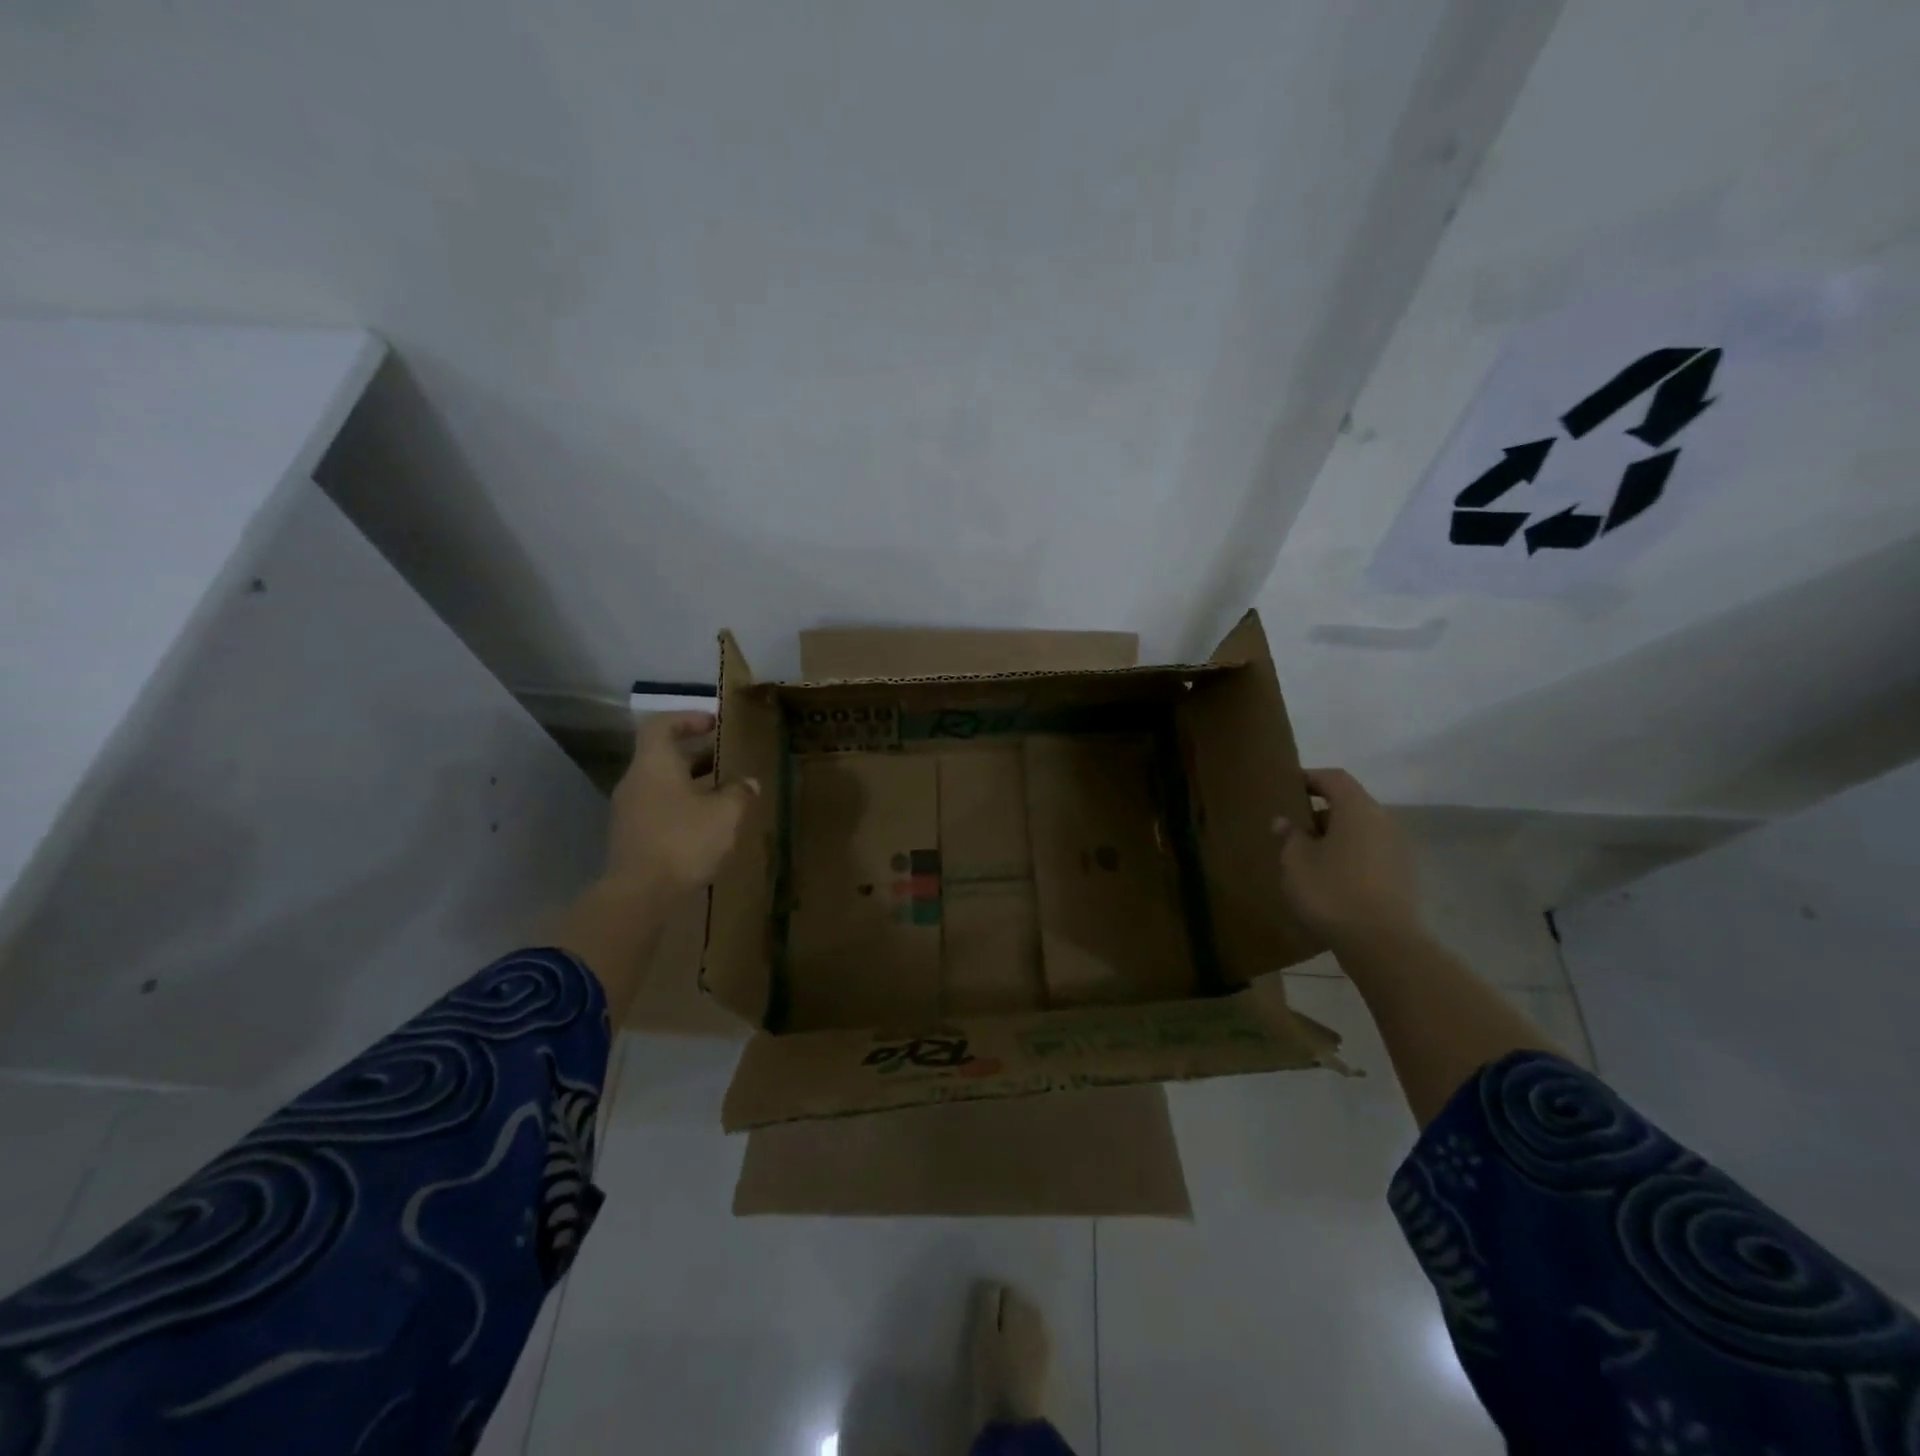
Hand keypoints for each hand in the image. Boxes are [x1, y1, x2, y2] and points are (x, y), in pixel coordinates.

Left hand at [605, 712, 758, 899]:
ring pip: (661, 785)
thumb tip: (748, 782)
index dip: (687, 718)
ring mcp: (629, 811)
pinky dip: (681, 808)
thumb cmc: (683, 841)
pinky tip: (706, 825)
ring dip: (690, 784)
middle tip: (726, 759)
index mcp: (654, 764)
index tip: (713, 723)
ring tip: (723, 794)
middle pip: (662, 756)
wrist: (639, 895)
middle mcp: (635, 781)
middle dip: (695, 755)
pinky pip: (658, 809)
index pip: (662, 725)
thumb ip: (739, 793)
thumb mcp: (724, 814)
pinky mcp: (631, 837)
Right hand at [1273, 768, 1422, 955]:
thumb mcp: (1295, 861)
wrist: (1381, 943)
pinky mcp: (1402, 876)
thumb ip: (1289, 836)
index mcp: (1357, 809)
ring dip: (1336, 836)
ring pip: (1361, 830)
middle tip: (1293, 825)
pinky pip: (1370, 853)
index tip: (1287, 786)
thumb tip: (1285, 821)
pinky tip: (1330, 877)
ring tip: (1308, 855)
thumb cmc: (1331, 891)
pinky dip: (1350, 856)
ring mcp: (1398, 850)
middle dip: (1321, 811)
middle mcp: (1383, 822)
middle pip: (1350, 803)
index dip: (1310, 778)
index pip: (1334, 778)